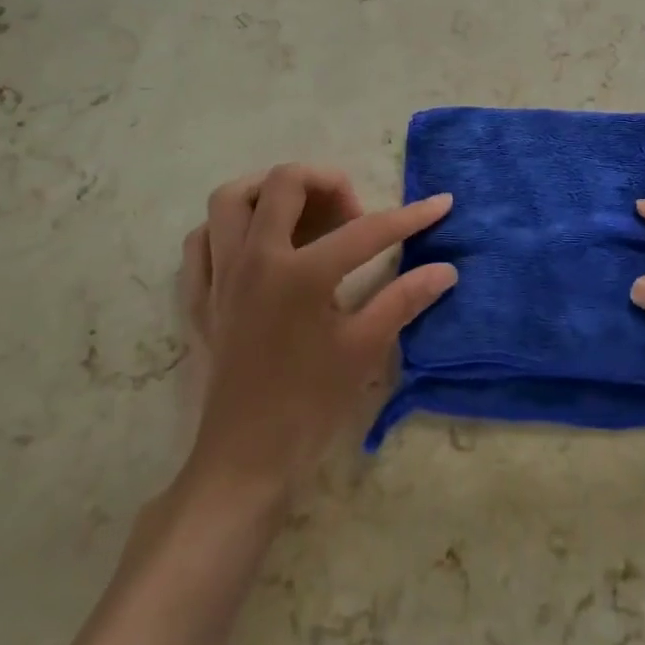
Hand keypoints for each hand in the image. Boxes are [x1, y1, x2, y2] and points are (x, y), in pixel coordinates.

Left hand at [179, 165, 457, 500]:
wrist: (243, 462)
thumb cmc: (309, 405)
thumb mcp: (364, 350)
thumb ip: (404, 299)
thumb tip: (446, 269)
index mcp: (301, 274)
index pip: (366, 230)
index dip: (410, 215)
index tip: (441, 203)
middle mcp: (255, 259)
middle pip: (284, 182)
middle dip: (327, 183)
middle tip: (351, 214)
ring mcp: (219, 275)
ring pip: (230, 199)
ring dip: (267, 192)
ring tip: (299, 213)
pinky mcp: (198, 297)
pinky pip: (201, 241)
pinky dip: (227, 230)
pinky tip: (253, 246)